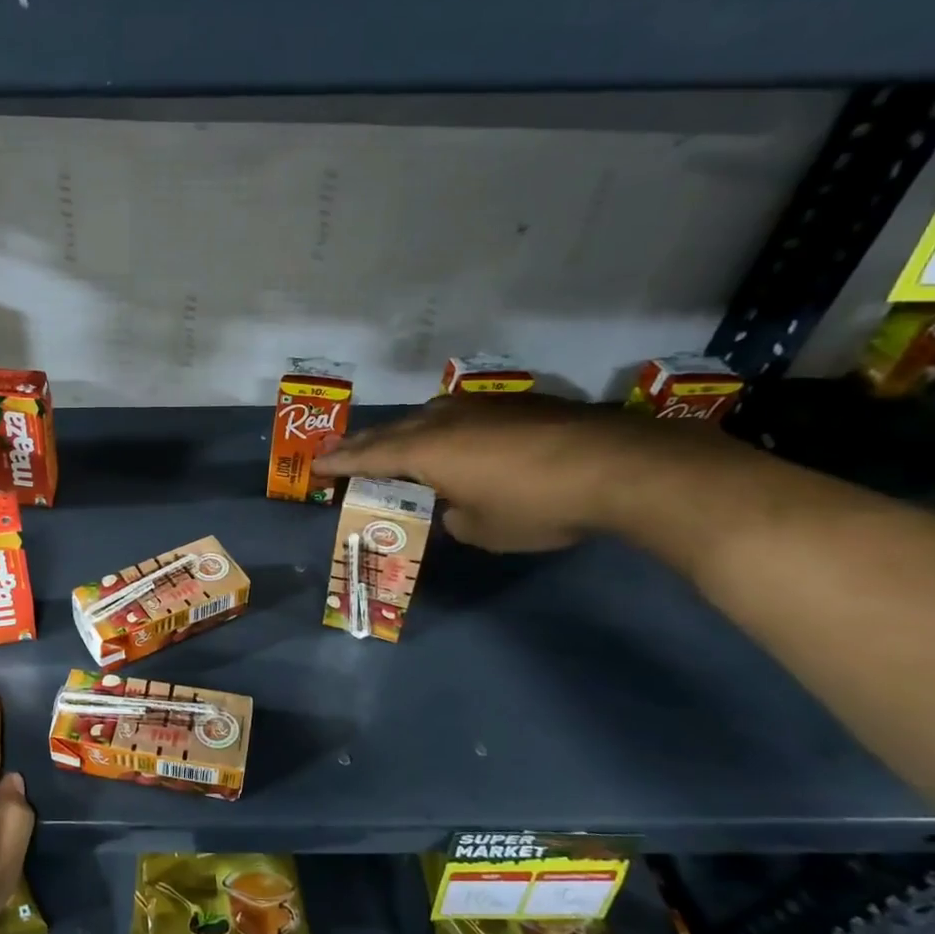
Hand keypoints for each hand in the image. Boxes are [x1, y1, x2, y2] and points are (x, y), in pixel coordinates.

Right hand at [312, 392, 743, 551]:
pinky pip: (461, 414)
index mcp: (425, 451)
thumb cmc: (535, 505)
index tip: (316, 467)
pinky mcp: (516, 404)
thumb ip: (455, 517)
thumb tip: (455, 506)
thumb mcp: (483, 529)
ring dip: (405, 432)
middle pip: (391, 430)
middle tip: (343, 454)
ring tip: (397, 445)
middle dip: (364, 445)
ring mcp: (481, 406)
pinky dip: (445, 429)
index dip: (338, 463)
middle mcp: (444, 420)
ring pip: (427, 416)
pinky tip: (458, 439)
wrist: (618, 466)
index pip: (367, 456)